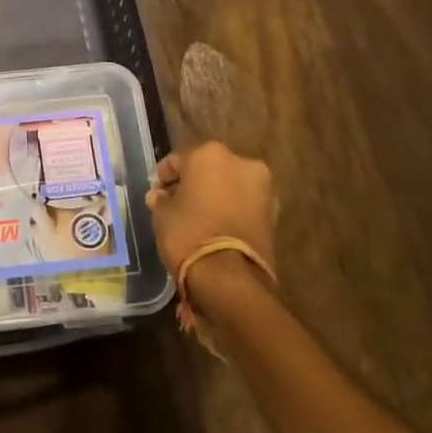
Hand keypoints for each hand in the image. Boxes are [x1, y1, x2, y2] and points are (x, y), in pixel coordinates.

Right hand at [145, 142, 278, 284]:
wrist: (229, 277)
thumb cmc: (188, 234)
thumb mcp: (162, 215)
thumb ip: (161, 200)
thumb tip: (160, 196)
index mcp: (210, 154)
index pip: (178, 161)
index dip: (164, 177)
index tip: (156, 193)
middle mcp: (241, 163)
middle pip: (209, 169)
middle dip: (195, 183)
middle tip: (179, 203)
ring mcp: (263, 188)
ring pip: (231, 186)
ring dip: (217, 196)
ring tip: (200, 217)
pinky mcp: (275, 215)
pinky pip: (245, 206)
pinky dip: (233, 211)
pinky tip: (218, 227)